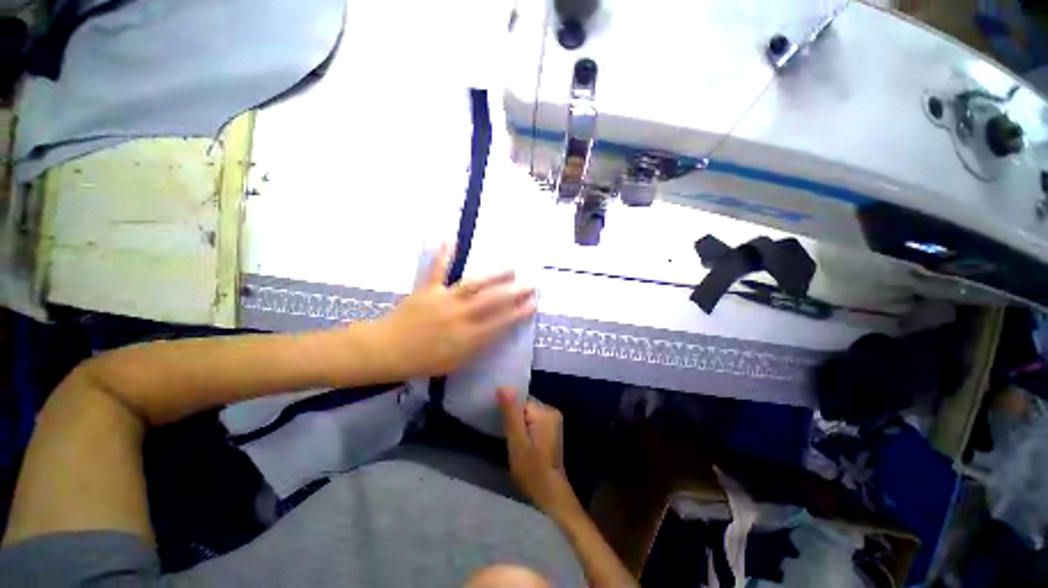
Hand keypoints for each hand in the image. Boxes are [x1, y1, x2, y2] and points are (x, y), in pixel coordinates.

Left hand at [370, 244, 535, 379]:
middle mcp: (460, 317)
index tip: (533, 303)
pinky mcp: (427, 289)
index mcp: (467, 338)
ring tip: (511, 267)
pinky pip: (436, 270)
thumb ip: (478, 346)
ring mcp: (443, 300)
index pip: (500, 324)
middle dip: (514, 292)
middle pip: (492, 302)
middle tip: (531, 283)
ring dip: (493, 275)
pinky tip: (450, 238)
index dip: (518, 313)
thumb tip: (498, 331)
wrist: (386, 351)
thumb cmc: (423, 361)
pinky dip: (443, 254)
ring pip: (473, 285)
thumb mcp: (456, 362)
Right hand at [499, 387, 581, 520]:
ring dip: (519, 422)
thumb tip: (504, 386)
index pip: (520, 400)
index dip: (509, 412)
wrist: (549, 492)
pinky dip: (525, 426)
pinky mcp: (552, 426)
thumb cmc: (531, 469)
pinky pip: (533, 418)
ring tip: (515, 440)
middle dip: (514, 417)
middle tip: (509, 437)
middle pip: (525, 404)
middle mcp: (552, 410)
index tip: (504, 428)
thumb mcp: (516, 441)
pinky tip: (523, 441)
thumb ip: (511, 413)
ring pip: (528, 411)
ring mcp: (554, 418)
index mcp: (545, 412)